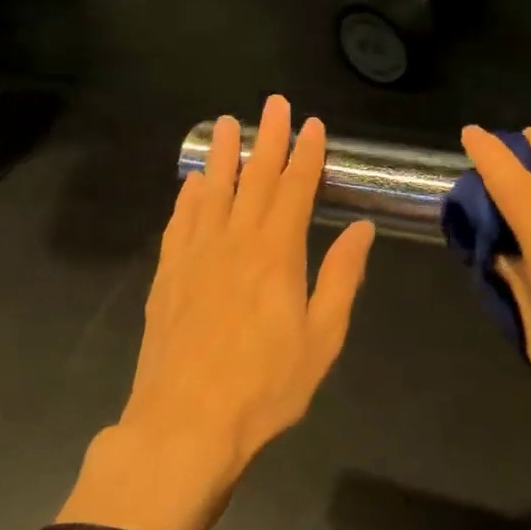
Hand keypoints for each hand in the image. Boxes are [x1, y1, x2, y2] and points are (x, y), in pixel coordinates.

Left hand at [113, 97, 375, 510]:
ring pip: (211, 191)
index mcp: (277, 254)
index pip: (294, 190)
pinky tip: (192, 184)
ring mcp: (195, 256)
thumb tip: (362, 230)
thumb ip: (341, 278)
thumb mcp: (323, 339)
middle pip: (253, 179)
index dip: (306, 155)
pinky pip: (179, 223)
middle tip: (273, 104)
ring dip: (222, 155)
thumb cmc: (265, 387)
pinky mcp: (168, 276)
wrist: (185, 425)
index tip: (312, 125)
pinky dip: (188, 197)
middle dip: (267, 139)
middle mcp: (234, 242)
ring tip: (226, 124)